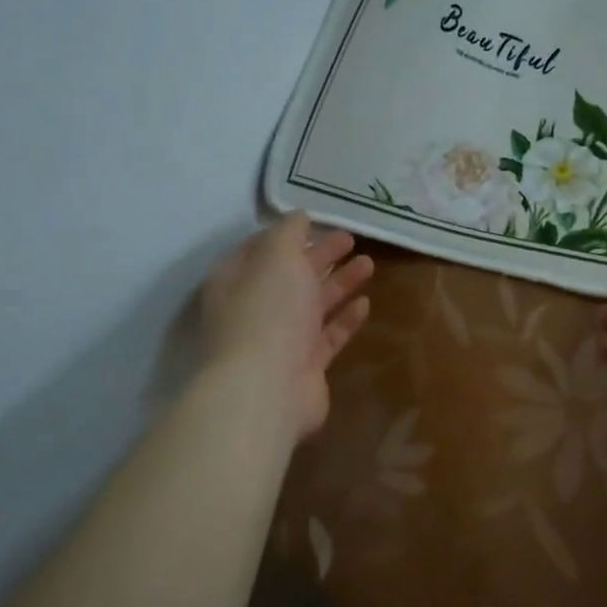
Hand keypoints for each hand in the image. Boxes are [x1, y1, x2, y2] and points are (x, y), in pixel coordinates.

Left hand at [202, 213, 372, 440]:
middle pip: (291, 275)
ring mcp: (280, 339)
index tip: (317, 221)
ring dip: (339, 283)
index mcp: (237, 279)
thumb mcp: (277, 257)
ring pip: (313, 304)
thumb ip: (289, 233)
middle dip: (320, 256)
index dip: (289, 234)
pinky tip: (366, 303)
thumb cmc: (267, 313)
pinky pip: (328, 335)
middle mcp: (256, 308)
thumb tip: (299, 217)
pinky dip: (345, 318)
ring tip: (369, 263)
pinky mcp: (305, 365)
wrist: (267, 389)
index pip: (262, 248)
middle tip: (351, 239)